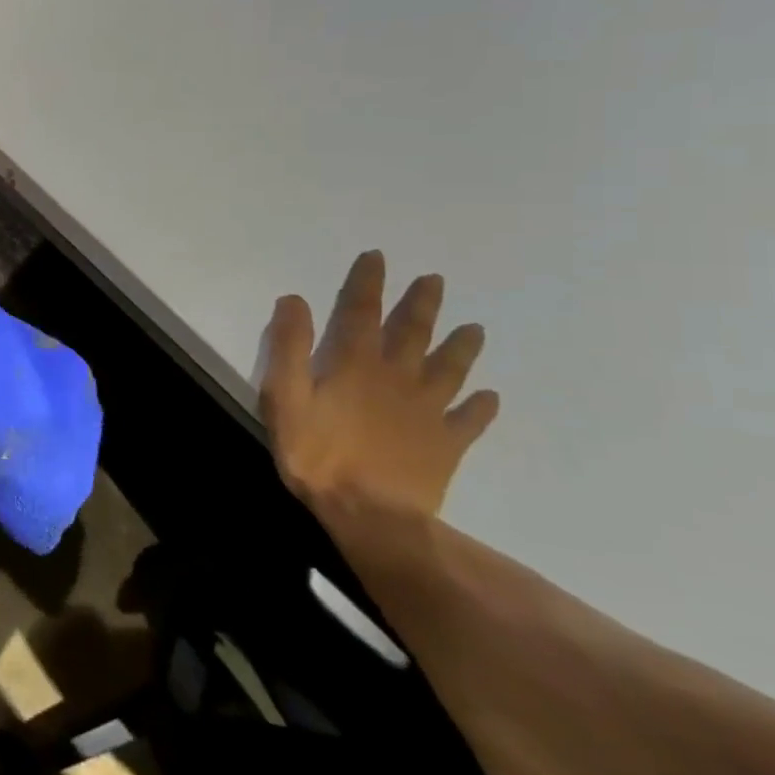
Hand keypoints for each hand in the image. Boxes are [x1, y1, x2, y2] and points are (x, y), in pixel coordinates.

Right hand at [258, 251, 497, 520]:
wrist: (372, 516)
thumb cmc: (318, 455)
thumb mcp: (284, 398)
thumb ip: (289, 347)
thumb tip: (294, 300)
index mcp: (355, 364)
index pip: (362, 312)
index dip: (369, 283)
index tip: (379, 257)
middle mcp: (396, 378)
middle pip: (412, 333)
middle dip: (421, 304)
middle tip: (436, 281)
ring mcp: (427, 412)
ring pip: (448, 370)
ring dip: (460, 347)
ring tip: (475, 329)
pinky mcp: (445, 445)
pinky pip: (468, 420)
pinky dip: (480, 407)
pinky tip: (490, 398)